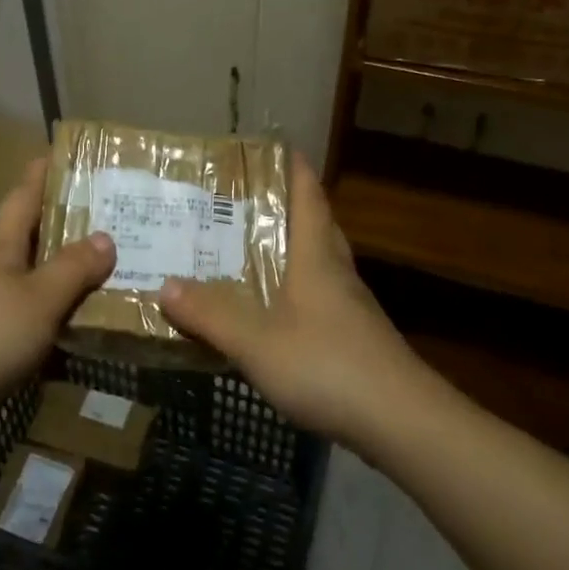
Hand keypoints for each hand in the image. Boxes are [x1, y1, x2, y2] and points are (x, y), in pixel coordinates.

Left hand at [0, 156, 115, 416]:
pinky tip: (72, 325)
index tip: (64, 153)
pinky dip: (48, 311)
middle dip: (63, 224)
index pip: (24, 194)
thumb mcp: (38, 299)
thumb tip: (105, 237)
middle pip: (29, 234)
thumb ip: (72, 269)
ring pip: (28, 275)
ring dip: (59, 271)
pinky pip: (23, 311)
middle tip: (109, 218)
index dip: (43, 173)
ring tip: (102, 271)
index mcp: (1, 244)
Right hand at [159, 153, 424, 447]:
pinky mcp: (355, 337)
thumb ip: (211, 314)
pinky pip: (320, 296)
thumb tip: (165, 285)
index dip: (293, 168)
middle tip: (246, 199)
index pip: (308, 196)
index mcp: (316, 257)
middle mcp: (337, 272)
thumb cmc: (328, 367)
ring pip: (320, 261)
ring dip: (292, 247)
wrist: (403, 423)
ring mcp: (350, 306)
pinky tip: (275, 308)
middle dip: (289, 205)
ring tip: (252, 247)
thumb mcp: (257, 342)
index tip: (272, 147)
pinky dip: (296, 287)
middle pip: (317, 224)